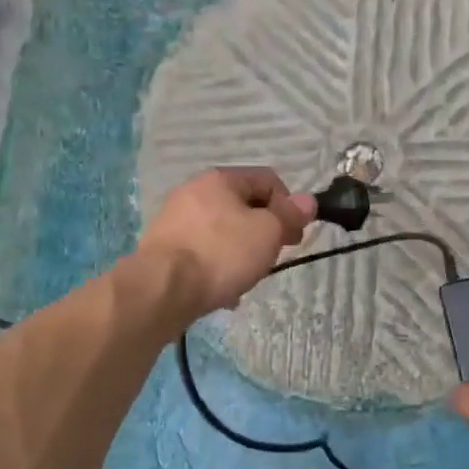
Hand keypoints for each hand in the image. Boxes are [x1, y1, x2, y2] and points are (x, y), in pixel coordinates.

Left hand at [139, 167, 316, 317]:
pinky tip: (222, 289)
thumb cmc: (221, 253)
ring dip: (240, 250)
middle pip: (242, 205)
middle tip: (273, 257)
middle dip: (263, 230)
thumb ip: (289, 215)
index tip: (294, 236)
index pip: (267, 179)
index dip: (289, 205)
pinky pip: (201, 251)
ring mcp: (173, 219)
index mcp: (220, 179)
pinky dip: (216, 266)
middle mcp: (193, 191)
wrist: (162, 288)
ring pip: (221, 230)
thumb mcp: (267, 233)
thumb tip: (307, 201)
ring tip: (246, 277)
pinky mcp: (162, 248)